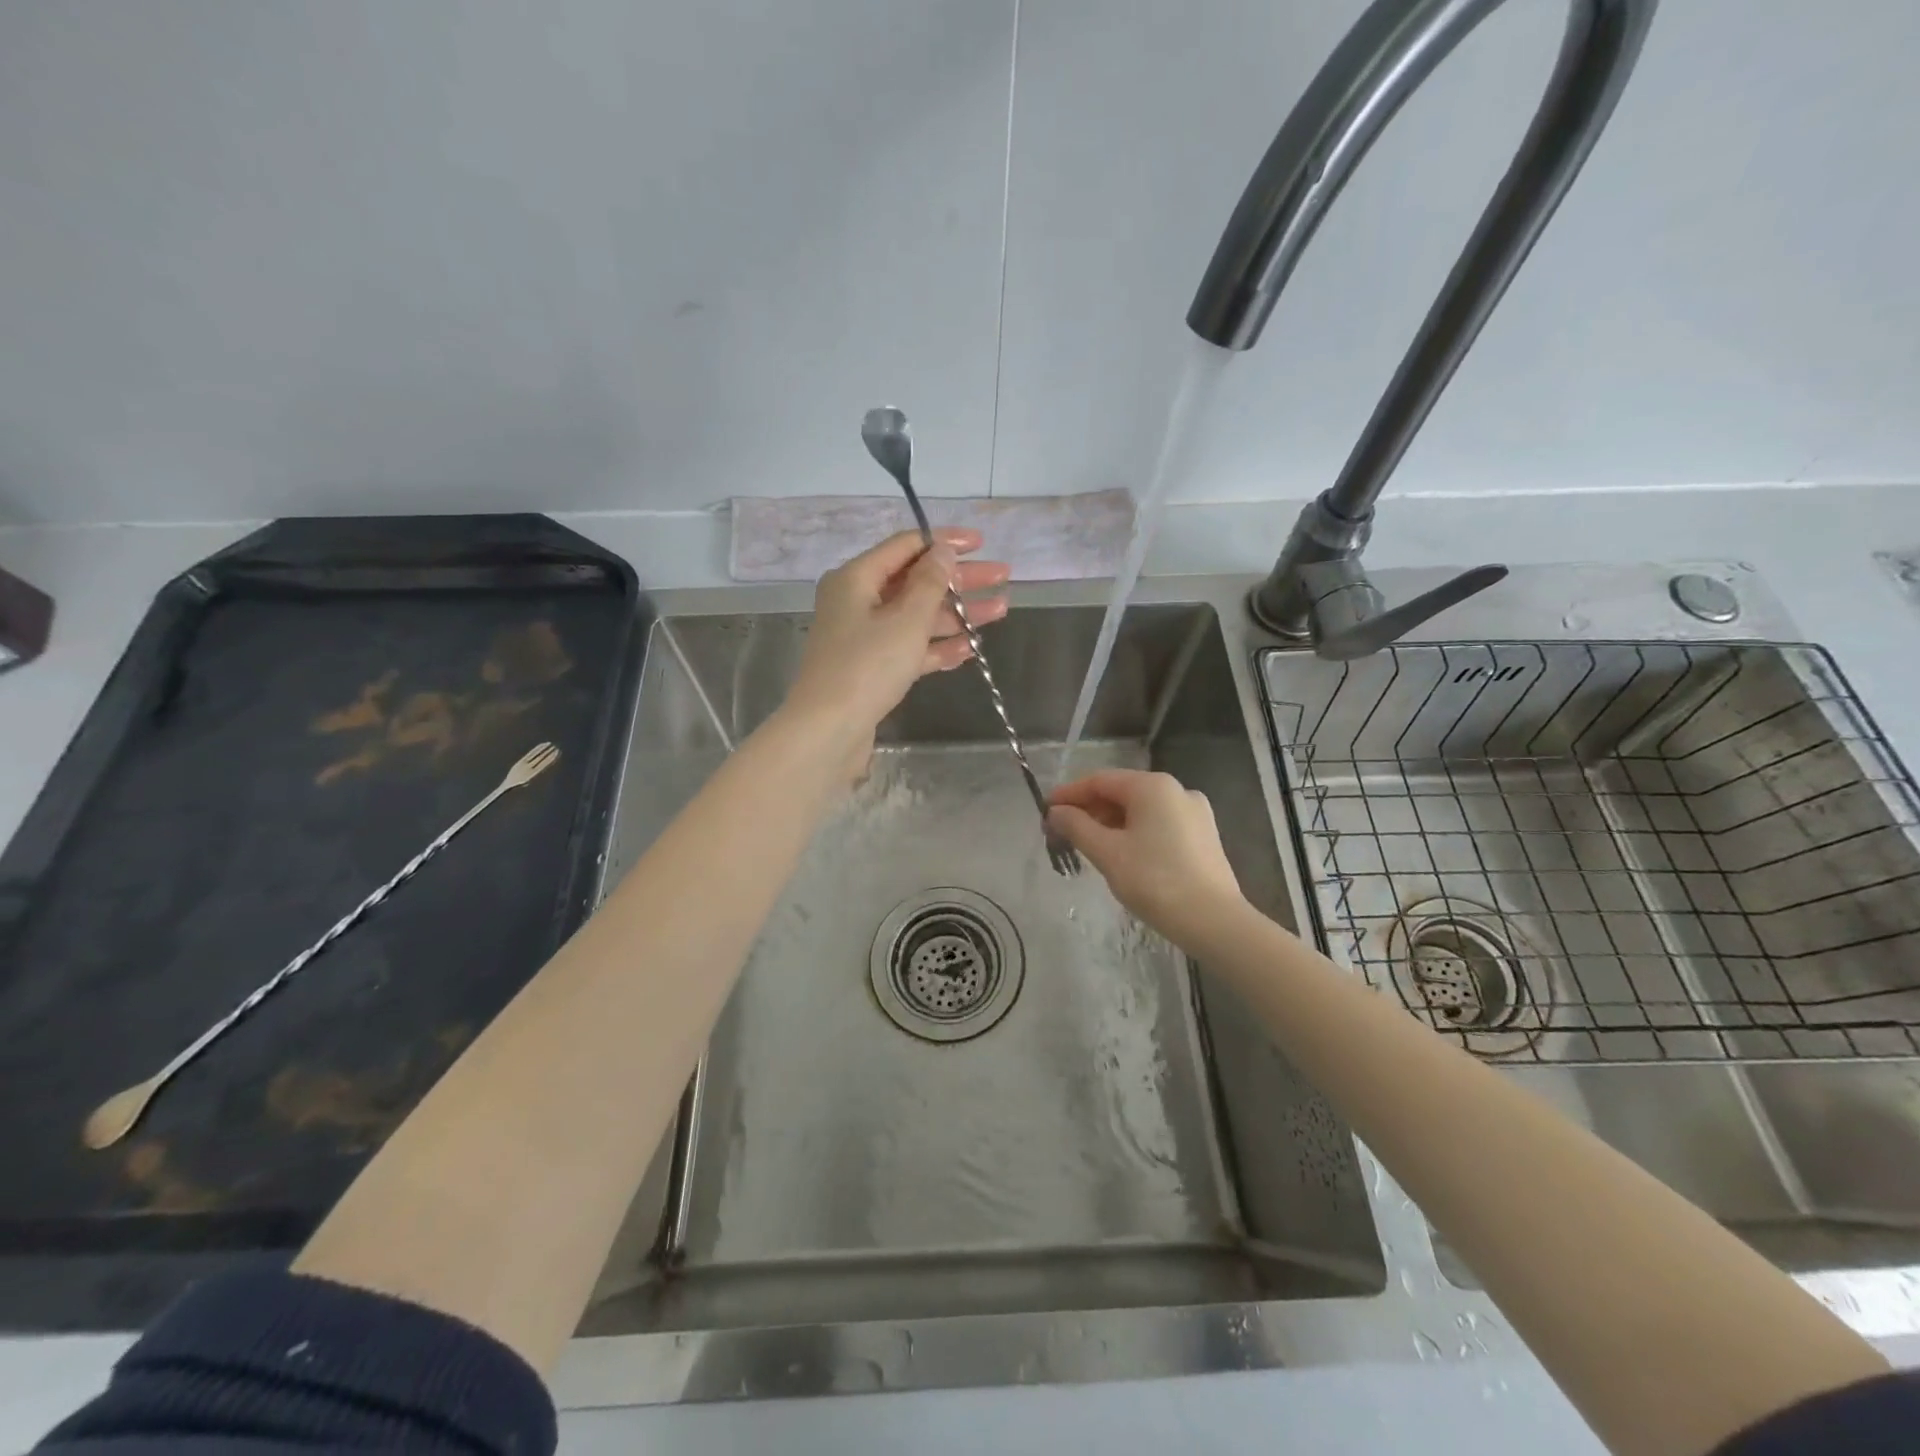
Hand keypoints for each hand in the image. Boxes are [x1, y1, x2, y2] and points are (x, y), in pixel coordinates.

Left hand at [784, 528, 1008, 759]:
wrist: (829, 730)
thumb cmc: (867, 666)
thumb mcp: (906, 619)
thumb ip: (930, 582)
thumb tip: (943, 552)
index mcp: (856, 578)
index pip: (905, 546)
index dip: (945, 542)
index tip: (982, 543)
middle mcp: (857, 602)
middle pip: (915, 581)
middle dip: (960, 580)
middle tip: (1002, 576)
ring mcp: (864, 638)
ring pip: (916, 617)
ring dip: (956, 614)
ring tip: (1000, 611)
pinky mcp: (872, 669)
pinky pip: (910, 648)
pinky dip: (938, 646)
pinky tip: (971, 648)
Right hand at [1047, 770, 1245, 946]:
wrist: (1213, 921)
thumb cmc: (1155, 881)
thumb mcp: (1107, 853)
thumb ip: (1076, 827)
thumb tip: (1055, 812)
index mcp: (1152, 786)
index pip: (1099, 781)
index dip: (1068, 794)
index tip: (1044, 811)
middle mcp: (1176, 790)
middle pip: (1121, 792)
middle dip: (1089, 810)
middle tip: (1062, 833)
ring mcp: (1194, 813)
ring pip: (1141, 810)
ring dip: (1110, 823)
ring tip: (1087, 846)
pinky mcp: (1203, 836)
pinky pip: (1159, 824)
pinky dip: (1134, 832)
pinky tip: (1121, 854)